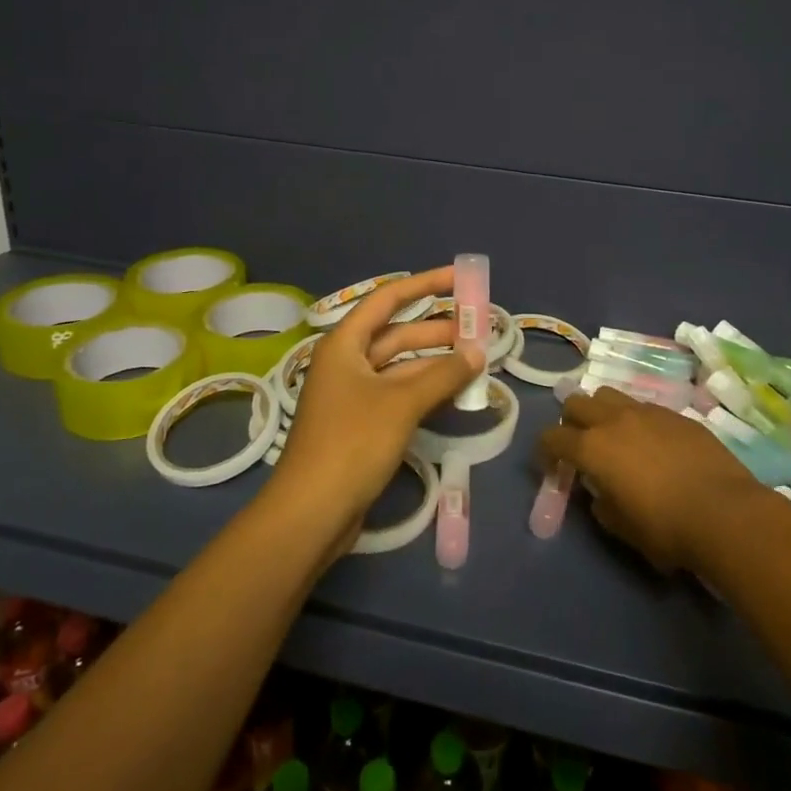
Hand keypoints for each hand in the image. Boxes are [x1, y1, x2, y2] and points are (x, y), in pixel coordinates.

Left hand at [264, 268, 483, 552]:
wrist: (312, 512)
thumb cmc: (352, 443)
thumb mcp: (402, 403)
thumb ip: (443, 374)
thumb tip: (478, 351)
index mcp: (344, 344)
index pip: (388, 300)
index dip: (425, 284)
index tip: (460, 278)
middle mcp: (347, 362)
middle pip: (397, 333)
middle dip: (437, 328)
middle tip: (479, 326)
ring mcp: (354, 394)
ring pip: (401, 366)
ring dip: (436, 361)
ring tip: (477, 357)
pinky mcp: (362, 424)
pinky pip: (399, 393)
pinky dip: (426, 389)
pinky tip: (456, 390)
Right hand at [539, 385, 764, 573]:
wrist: (725, 513)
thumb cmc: (666, 528)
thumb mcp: (622, 527)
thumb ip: (602, 505)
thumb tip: (601, 493)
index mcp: (592, 447)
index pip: (552, 437)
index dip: (545, 451)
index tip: (552, 466)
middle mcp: (614, 420)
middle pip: (576, 403)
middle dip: (571, 422)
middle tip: (581, 446)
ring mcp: (647, 412)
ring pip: (610, 396)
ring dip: (603, 412)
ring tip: (615, 437)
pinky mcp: (676, 414)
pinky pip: (645, 408)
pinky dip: (638, 421)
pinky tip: (653, 445)